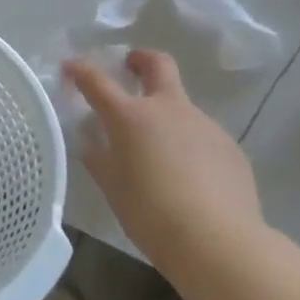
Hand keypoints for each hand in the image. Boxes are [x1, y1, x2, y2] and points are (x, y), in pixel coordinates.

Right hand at [65, 50, 265, 267]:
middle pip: (158, 65)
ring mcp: (204, 124)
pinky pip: (202, 136)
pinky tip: (189, 178)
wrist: (216, 240)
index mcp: (131, 117)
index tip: (71, 67)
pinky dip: (189, 145)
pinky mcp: (229, 146)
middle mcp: (169, 109)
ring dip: (166, 115)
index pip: (98, 81)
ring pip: (182, 106)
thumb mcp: (112, 187)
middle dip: (141, 59)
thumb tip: (90, 139)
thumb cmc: (150, 213)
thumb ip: (98, 157)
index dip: (81, 70)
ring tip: (160, 153)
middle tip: (131, 66)